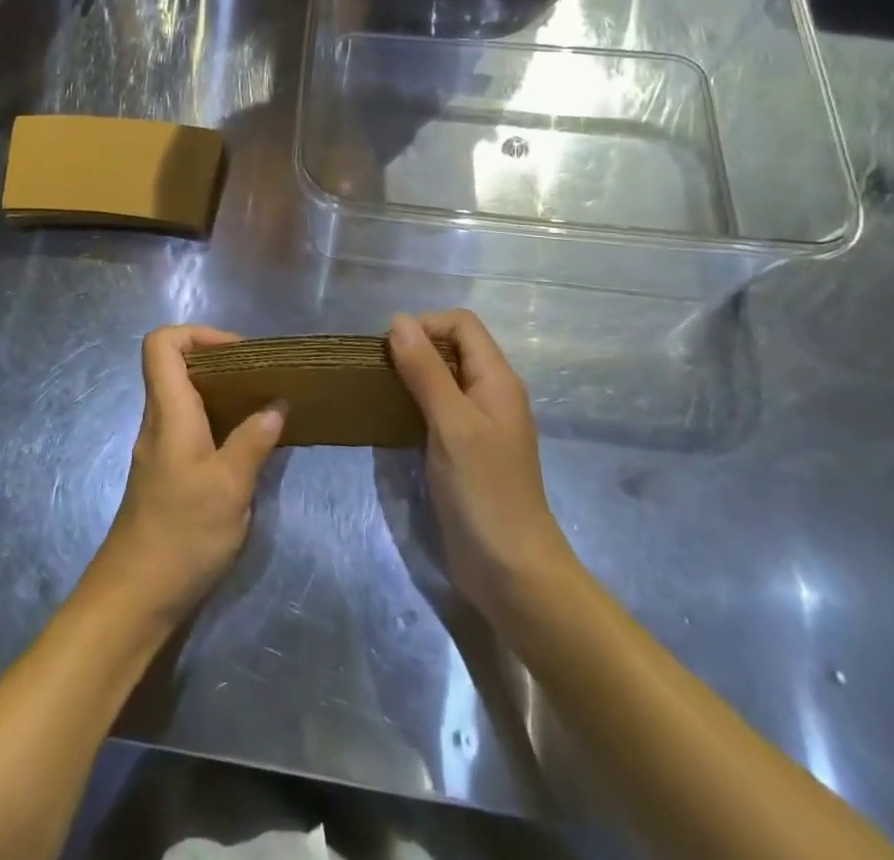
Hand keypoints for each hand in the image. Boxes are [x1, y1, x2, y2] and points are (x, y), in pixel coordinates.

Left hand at [86, 326, 284, 629]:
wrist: (135, 598)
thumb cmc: (181, 534)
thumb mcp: (230, 486)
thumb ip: (254, 440)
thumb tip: (276, 404)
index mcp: (169, 412)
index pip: (161, 344)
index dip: (197, 334)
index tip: (239, 352)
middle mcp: (159, 421)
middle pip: (176, 365)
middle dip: (221, 361)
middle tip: (262, 379)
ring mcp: (161, 447)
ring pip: (186, 397)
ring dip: (224, 393)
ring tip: (264, 406)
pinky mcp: (168, 472)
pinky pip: (192, 426)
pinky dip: (220, 422)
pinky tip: (249, 445)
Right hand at [388, 311, 578, 629]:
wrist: (512, 572)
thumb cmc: (484, 491)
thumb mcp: (451, 423)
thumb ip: (425, 370)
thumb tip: (398, 320)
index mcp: (497, 379)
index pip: (462, 324)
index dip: (427, 325)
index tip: (392, 349)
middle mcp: (492, 394)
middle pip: (454, 347)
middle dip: (416, 348)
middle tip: (381, 371)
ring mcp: (480, 425)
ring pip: (445, 378)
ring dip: (414, 376)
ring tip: (382, 391)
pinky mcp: (467, 451)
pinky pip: (441, 409)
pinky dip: (417, 404)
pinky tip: (395, 421)